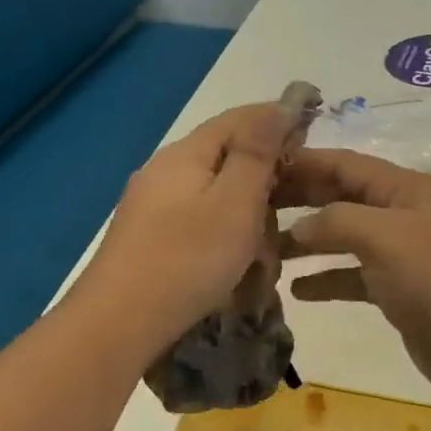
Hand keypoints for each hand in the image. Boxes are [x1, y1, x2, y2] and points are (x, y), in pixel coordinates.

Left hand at [76, 104, 296, 346]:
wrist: (116, 326)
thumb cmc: (187, 260)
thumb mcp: (235, 202)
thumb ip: (258, 152)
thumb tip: (281, 105)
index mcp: (186, 154)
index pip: (239, 118)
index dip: (278, 118)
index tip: (314, 128)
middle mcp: (165, 170)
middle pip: (226, 155)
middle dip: (265, 174)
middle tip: (297, 200)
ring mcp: (152, 205)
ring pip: (215, 193)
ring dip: (247, 211)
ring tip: (268, 246)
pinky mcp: (149, 238)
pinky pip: (199, 220)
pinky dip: (226, 233)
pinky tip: (237, 262)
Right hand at [278, 149, 430, 400]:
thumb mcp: (386, 237)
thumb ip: (336, 221)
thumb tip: (297, 228)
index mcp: (402, 189)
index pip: (343, 164)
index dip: (302, 162)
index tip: (257, 168)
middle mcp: (399, 214)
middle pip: (340, 197)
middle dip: (298, 200)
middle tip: (250, 209)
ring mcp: (399, 253)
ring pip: (343, 238)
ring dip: (306, 242)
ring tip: (263, 249)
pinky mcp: (397, 291)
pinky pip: (352, 277)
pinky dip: (325, 280)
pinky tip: (296, 290)